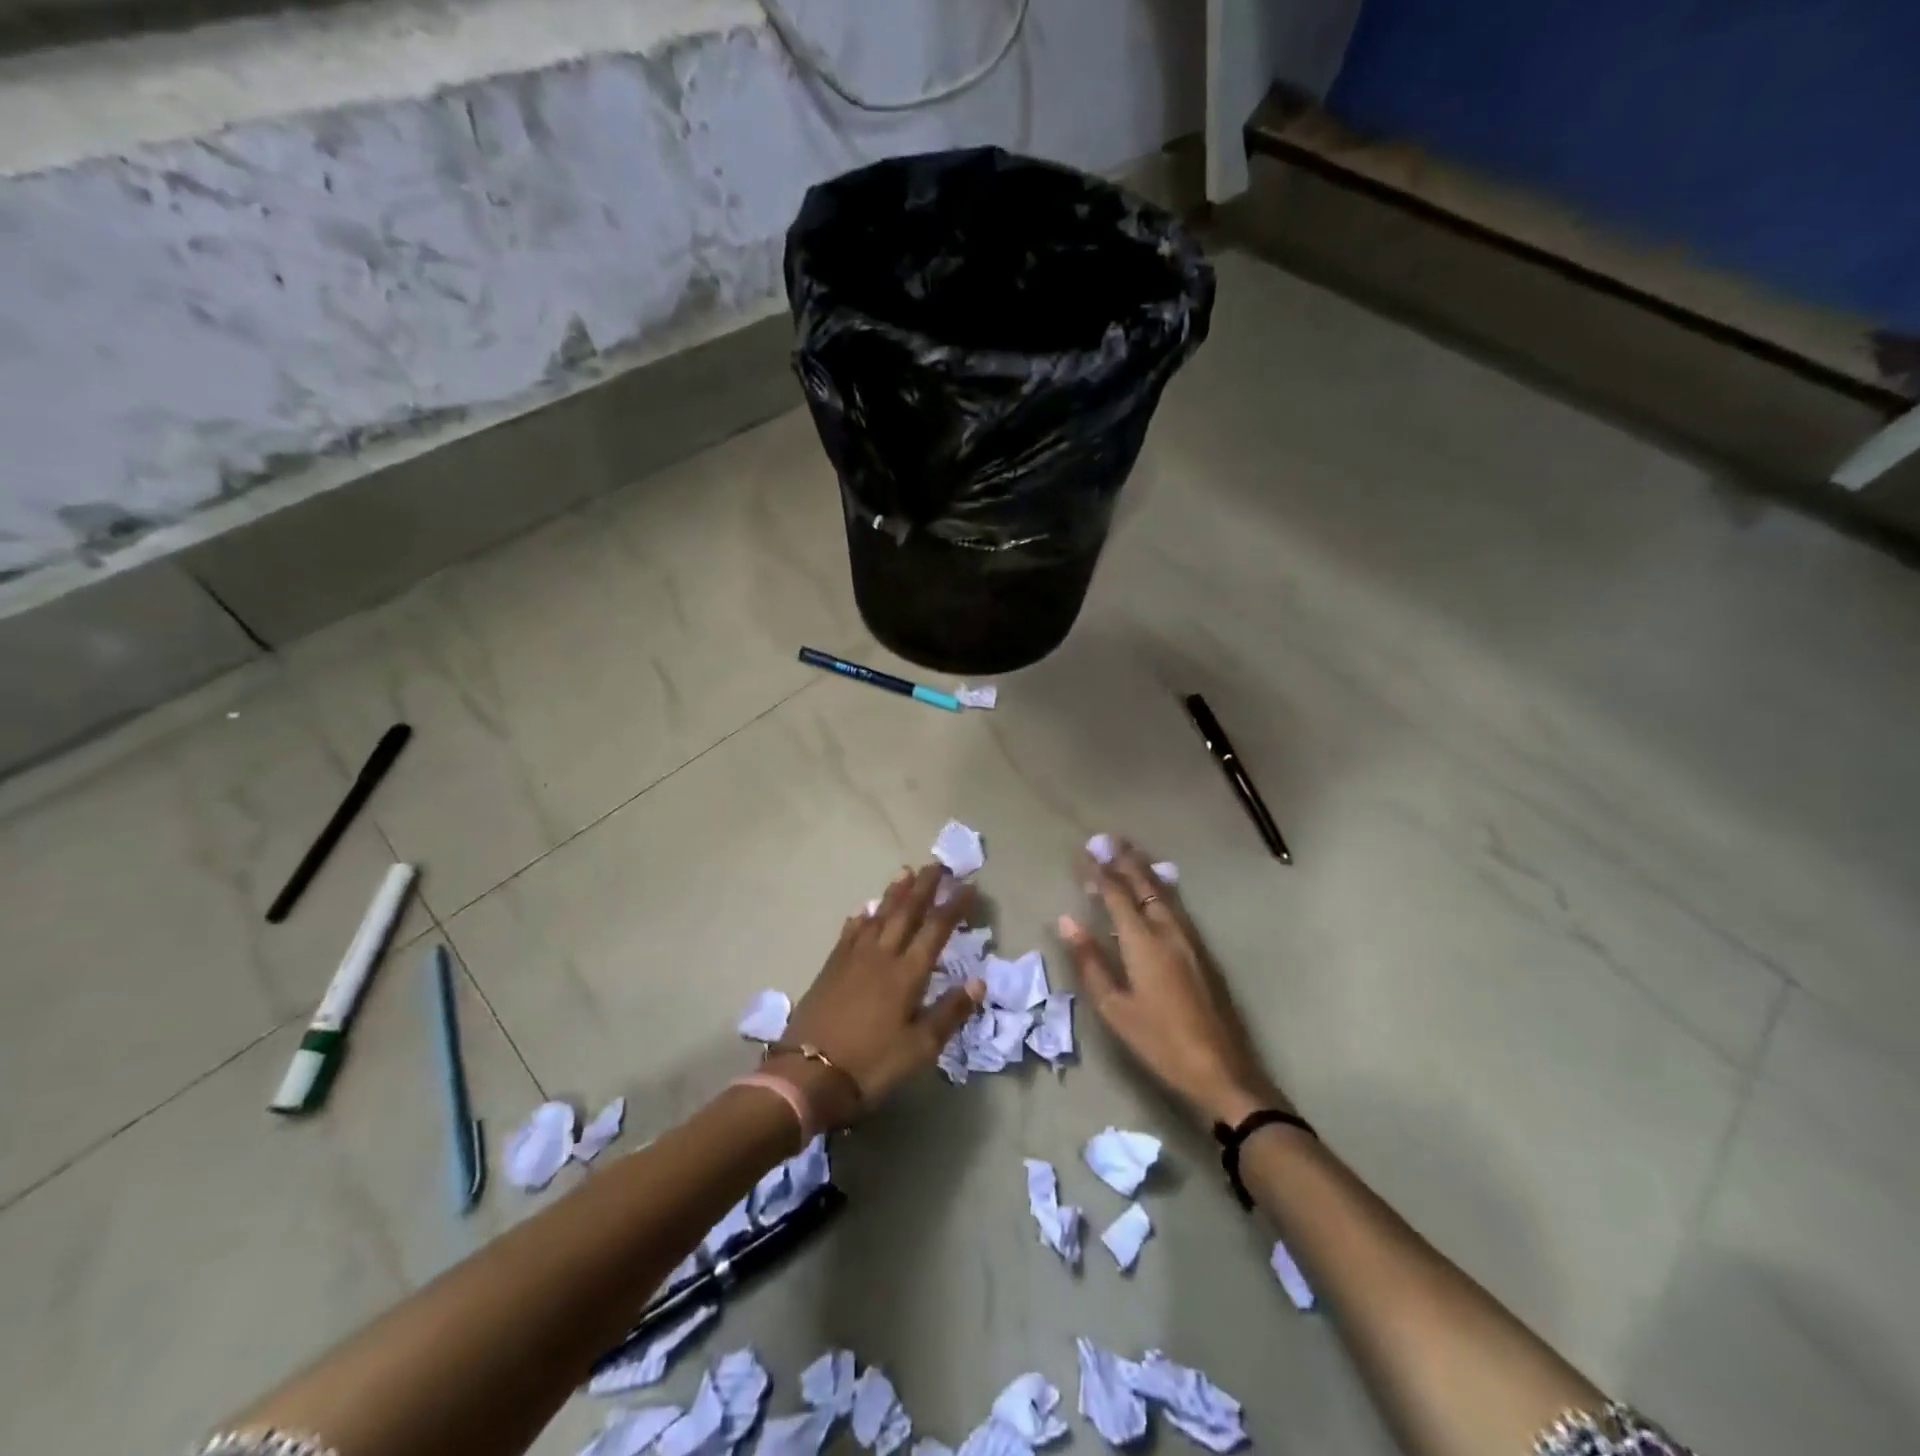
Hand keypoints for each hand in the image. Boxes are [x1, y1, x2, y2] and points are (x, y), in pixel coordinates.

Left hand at [776, 864, 985, 1126]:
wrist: (807, 1074)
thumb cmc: (871, 1064)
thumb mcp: (919, 1048)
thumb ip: (950, 1012)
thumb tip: (979, 981)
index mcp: (907, 974)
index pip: (936, 930)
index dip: (954, 907)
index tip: (969, 886)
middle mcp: (881, 956)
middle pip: (906, 913)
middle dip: (924, 888)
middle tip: (937, 865)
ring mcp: (852, 959)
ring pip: (878, 916)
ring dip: (894, 894)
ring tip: (905, 872)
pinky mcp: (830, 968)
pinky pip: (849, 933)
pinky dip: (860, 918)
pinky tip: (863, 910)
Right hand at [1058, 838, 1288, 1127]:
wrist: (1222, 1070)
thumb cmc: (1160, 1042)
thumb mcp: (1115, 1008)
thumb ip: (1090, 961)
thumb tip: (1067, 920)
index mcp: (1144, 942)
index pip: (1116, 894)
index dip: (1098, 871)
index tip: (1083, 851)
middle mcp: (1169, 931)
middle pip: (1145, 885)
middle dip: (1125, 860)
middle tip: (1108, 838)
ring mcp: (1190, 940)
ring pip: (1165, 893)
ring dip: (1145, 870)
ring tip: (1131, 852)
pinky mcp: (1203, 952)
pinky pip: (1177, 906)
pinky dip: (1161, 889)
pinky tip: (1158, 891)